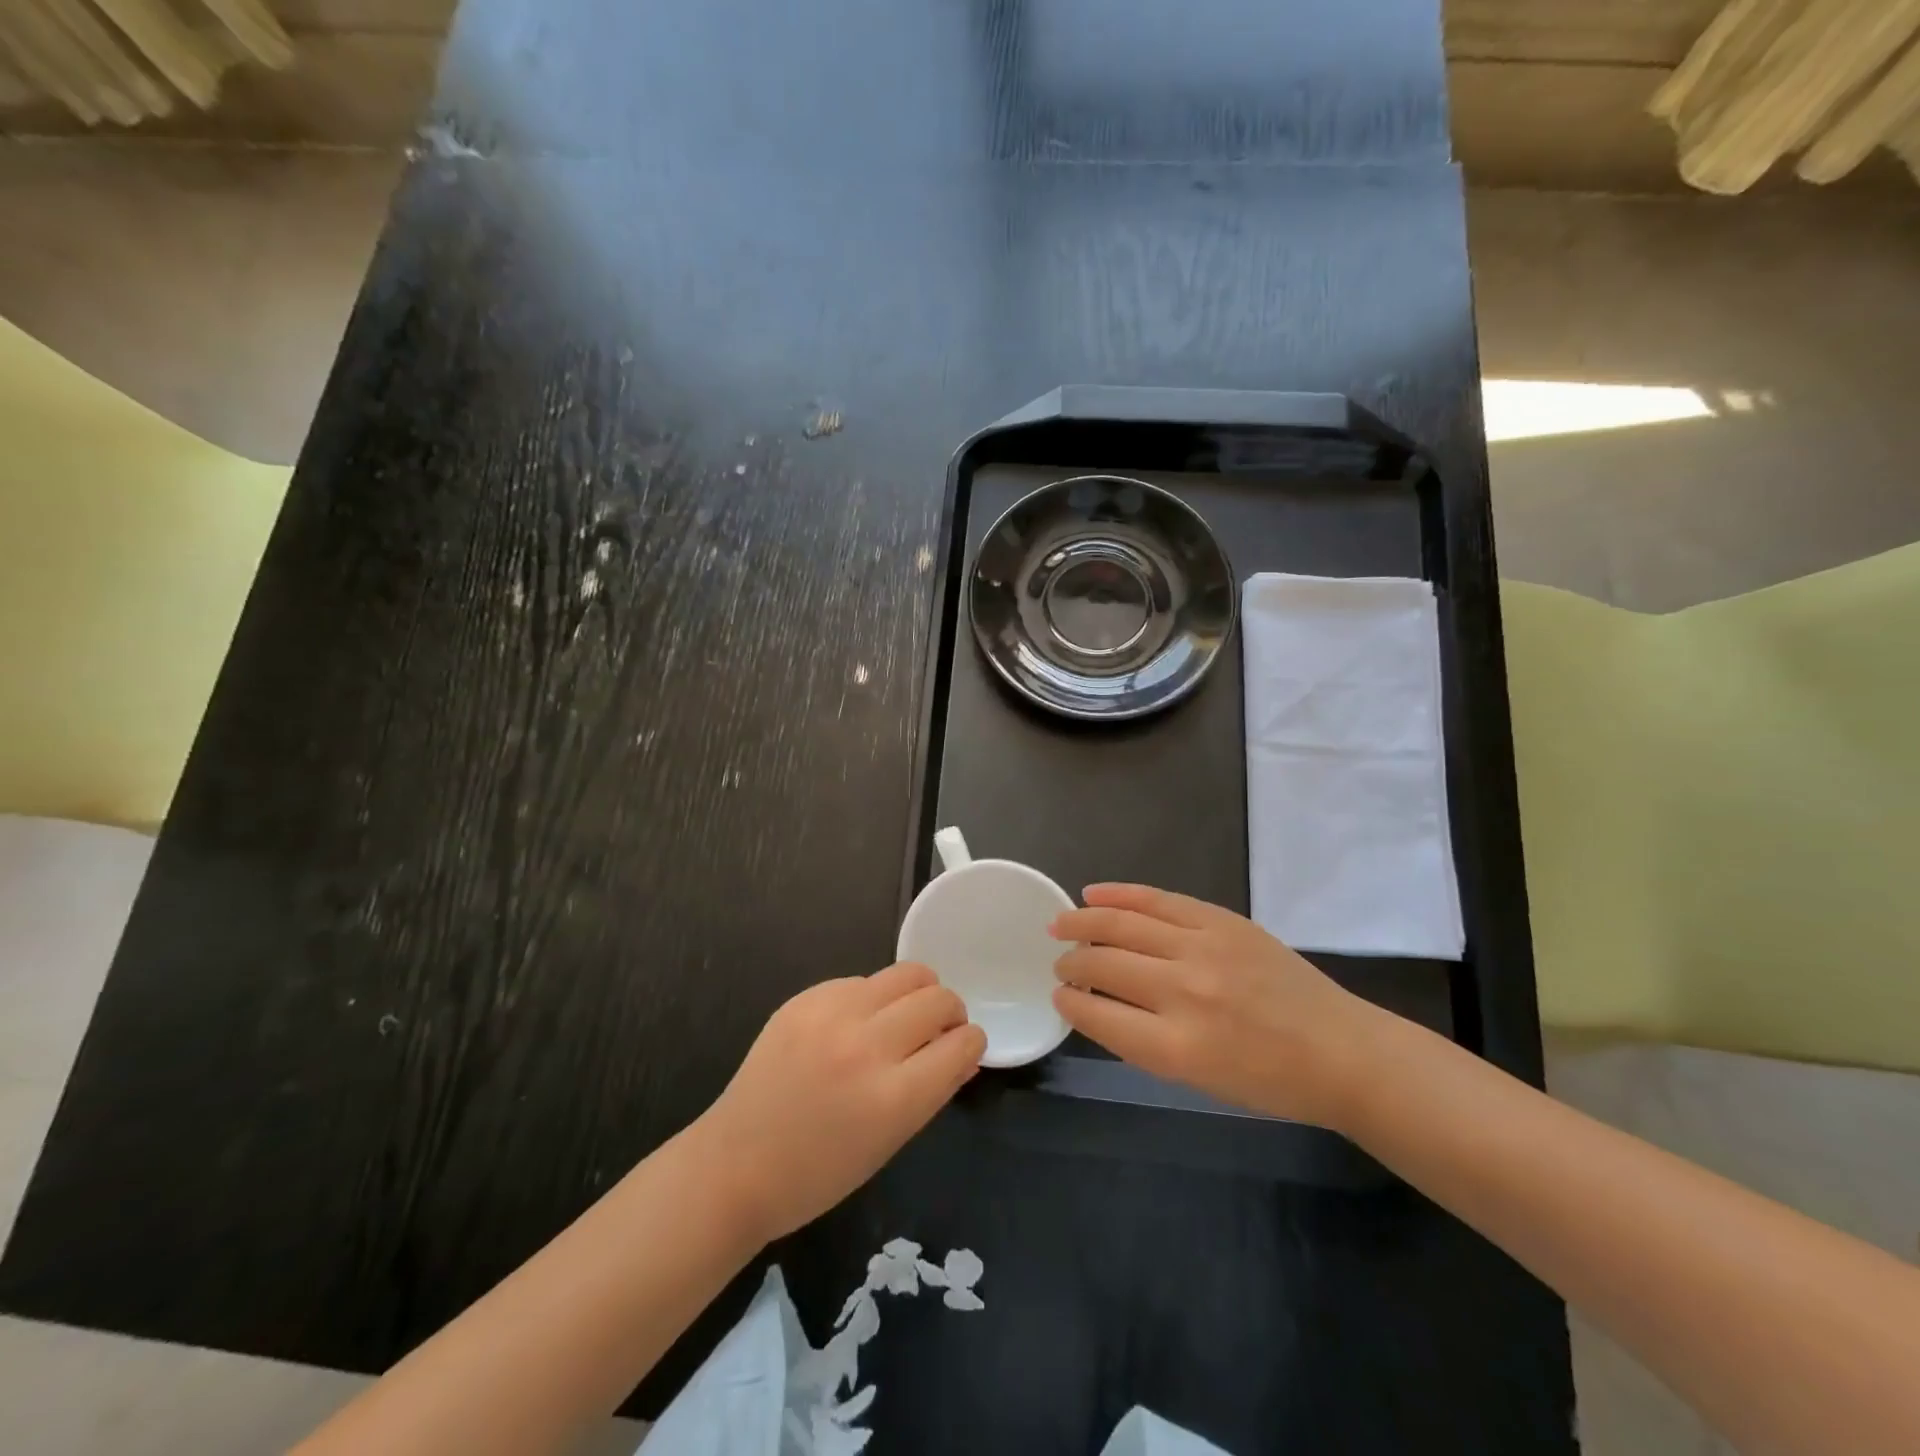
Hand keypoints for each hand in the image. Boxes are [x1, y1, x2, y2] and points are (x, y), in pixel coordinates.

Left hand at [693, 964, 985, 1244]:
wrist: (735, 1164)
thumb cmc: (818, 1173)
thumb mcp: (889, 1142)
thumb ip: (933, 1091)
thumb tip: (963, 1053)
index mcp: (894, 1097)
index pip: (962, 1044)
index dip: (972, 1044)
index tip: (964, 1047)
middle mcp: (867, 1046)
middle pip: (939, 999)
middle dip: (952, 1013)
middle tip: (938, 1030)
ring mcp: (833, 1015)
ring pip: (906, 974)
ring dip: (919, 993)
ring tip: (903, 1016)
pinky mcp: (806, 998)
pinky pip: (861, 981)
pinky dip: (872, 998)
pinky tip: (855, 1024)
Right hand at [1050, 884, 1382, 1127]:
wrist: (1340, 1052)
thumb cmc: (1268, 1081)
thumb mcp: (1197, 1078)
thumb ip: (1142, 1039)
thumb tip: (1097, 1001)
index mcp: (1176, 1048)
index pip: (1097, 1014)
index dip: (1069, 1002)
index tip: (1060, 996)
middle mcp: (1184, 993)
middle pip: (1104, 965)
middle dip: (1072, 964)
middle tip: (1060, 964)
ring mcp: (1204, 948)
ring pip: (1122, 924)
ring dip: (1083, 922)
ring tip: (1060, 924)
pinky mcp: (1222, 920)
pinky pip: (1158, 899)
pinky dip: (1120, 894)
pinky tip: (1093, 893)